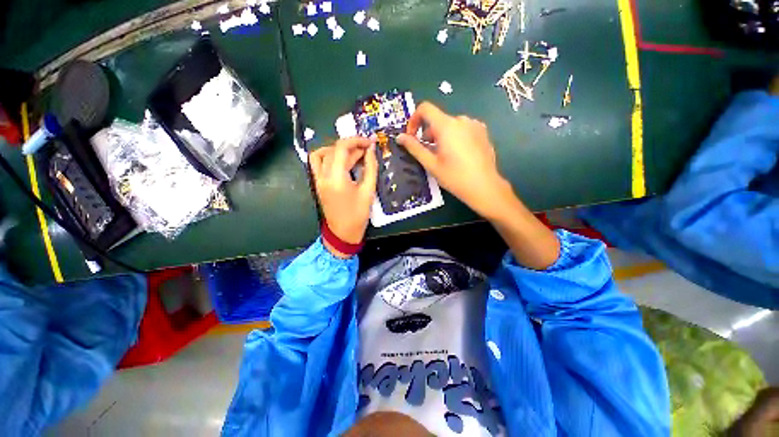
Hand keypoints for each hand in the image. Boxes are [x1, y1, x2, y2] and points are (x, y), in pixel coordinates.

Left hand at [310, 137, 377, 256]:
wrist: (342, 234)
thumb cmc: (358, 215)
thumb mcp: (368, 190)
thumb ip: (370, 166)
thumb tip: (371, 148)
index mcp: (336, 178)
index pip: (342, 148)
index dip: (356, 140)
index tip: (370, 143)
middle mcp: (323, 176)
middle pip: (333, 149)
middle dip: (351, 145)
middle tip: (366, 149)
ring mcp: (318, 179)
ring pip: (322, 153)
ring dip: (337, 149)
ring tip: (353, 153)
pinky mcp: (317, 182)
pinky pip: (316, 162)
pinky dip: (327, 156)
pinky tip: (341, 159)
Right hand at [396, 102, 512, 219]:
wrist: (486, 187)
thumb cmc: (456, 177)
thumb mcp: (431, 164)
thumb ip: (414, 147)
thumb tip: (400, 137)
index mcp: (446, 125)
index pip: (425, 108)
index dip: (414, 118)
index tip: (413, 135)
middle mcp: (461, 120)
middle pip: (439, 119)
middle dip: (430, 132)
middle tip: (430, 152)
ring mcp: (475, 125)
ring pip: (452, 124)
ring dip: (444, 135)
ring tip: (446, 155)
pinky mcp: (484, 132)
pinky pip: (465, 129)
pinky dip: (458, 136)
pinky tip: (461, 154)